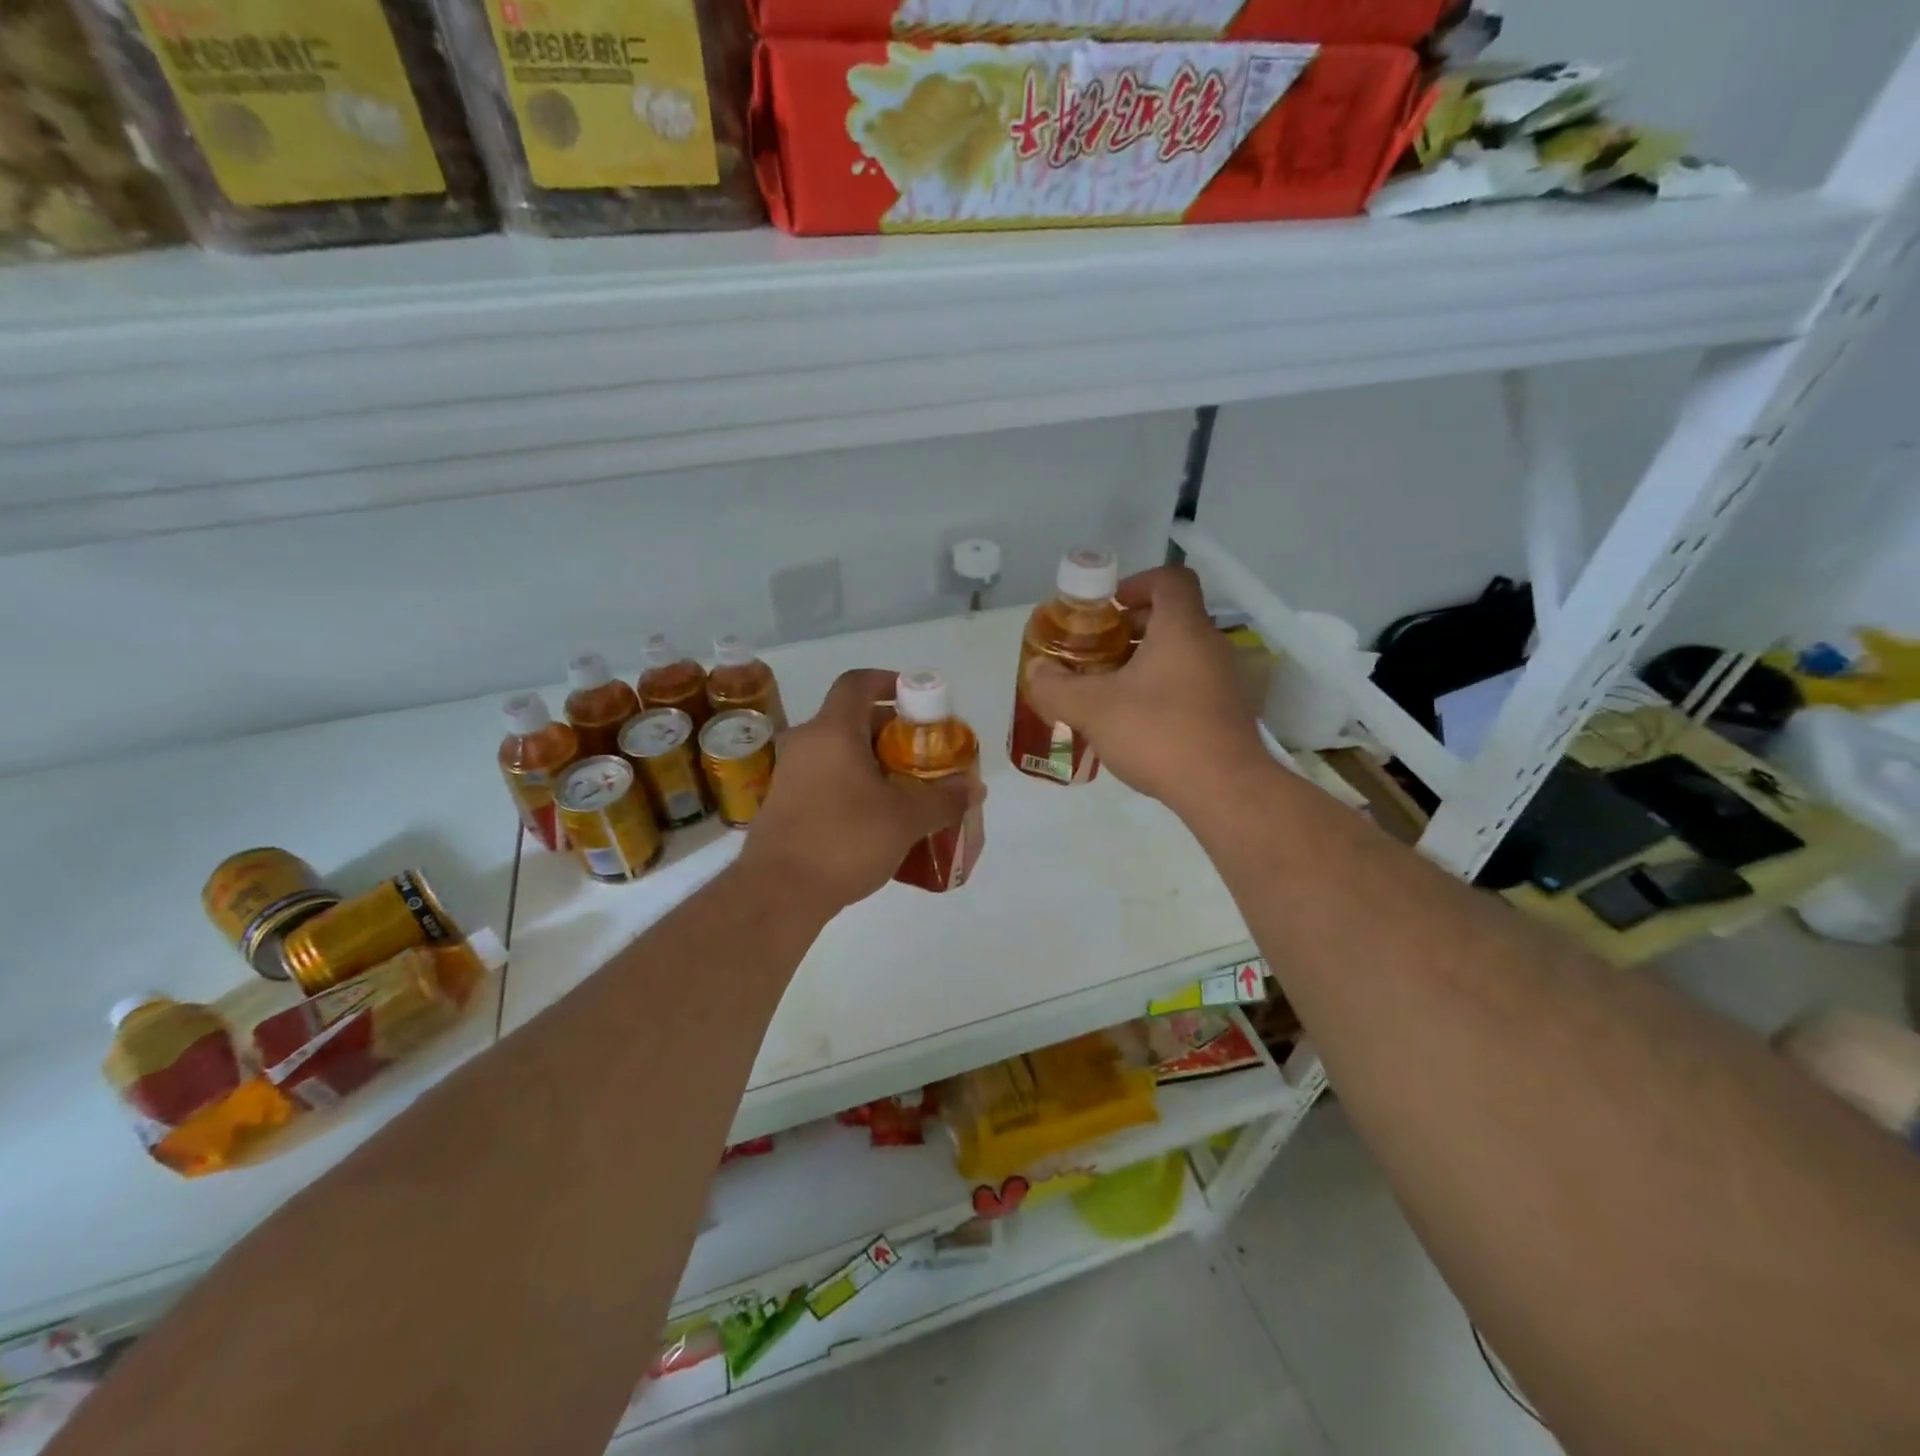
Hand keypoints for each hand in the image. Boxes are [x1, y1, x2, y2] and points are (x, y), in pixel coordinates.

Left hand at [738, 668, 979, 912]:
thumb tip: (975, 787)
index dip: (888, 681)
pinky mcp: (783, 803)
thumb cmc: (844, 841)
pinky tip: (875, 816)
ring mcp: (789, 773)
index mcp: (833, 731)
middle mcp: (806, 742)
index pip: (858, 682)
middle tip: (921, 752)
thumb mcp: (905, 819)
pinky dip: (851, 783)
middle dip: (890, 730)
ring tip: (904, 786)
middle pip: (850, 718)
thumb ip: (944, 799)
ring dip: (871, 760)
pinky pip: (824, 777)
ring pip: (837, 750)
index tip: (915, 699)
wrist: (778, 893)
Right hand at [1023, 565, 1267, 812]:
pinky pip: (1190, 684)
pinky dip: (1162, 689)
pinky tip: (1135, 722)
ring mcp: (1224, 680)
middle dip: (1130, 629)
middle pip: (1172, 617)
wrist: (1224, 789)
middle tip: (1097, 652)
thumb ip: (1056, 686)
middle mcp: (1209, 645)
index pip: (1170, 579)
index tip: (1108, 608)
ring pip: (1180, 654)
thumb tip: (1036, 670)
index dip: (1137, 583)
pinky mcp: (1227, 712)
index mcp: (1182, 628)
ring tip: (1109, 690)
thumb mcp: (1092, 708)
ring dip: (1144, 662)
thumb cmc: (1158, 733)